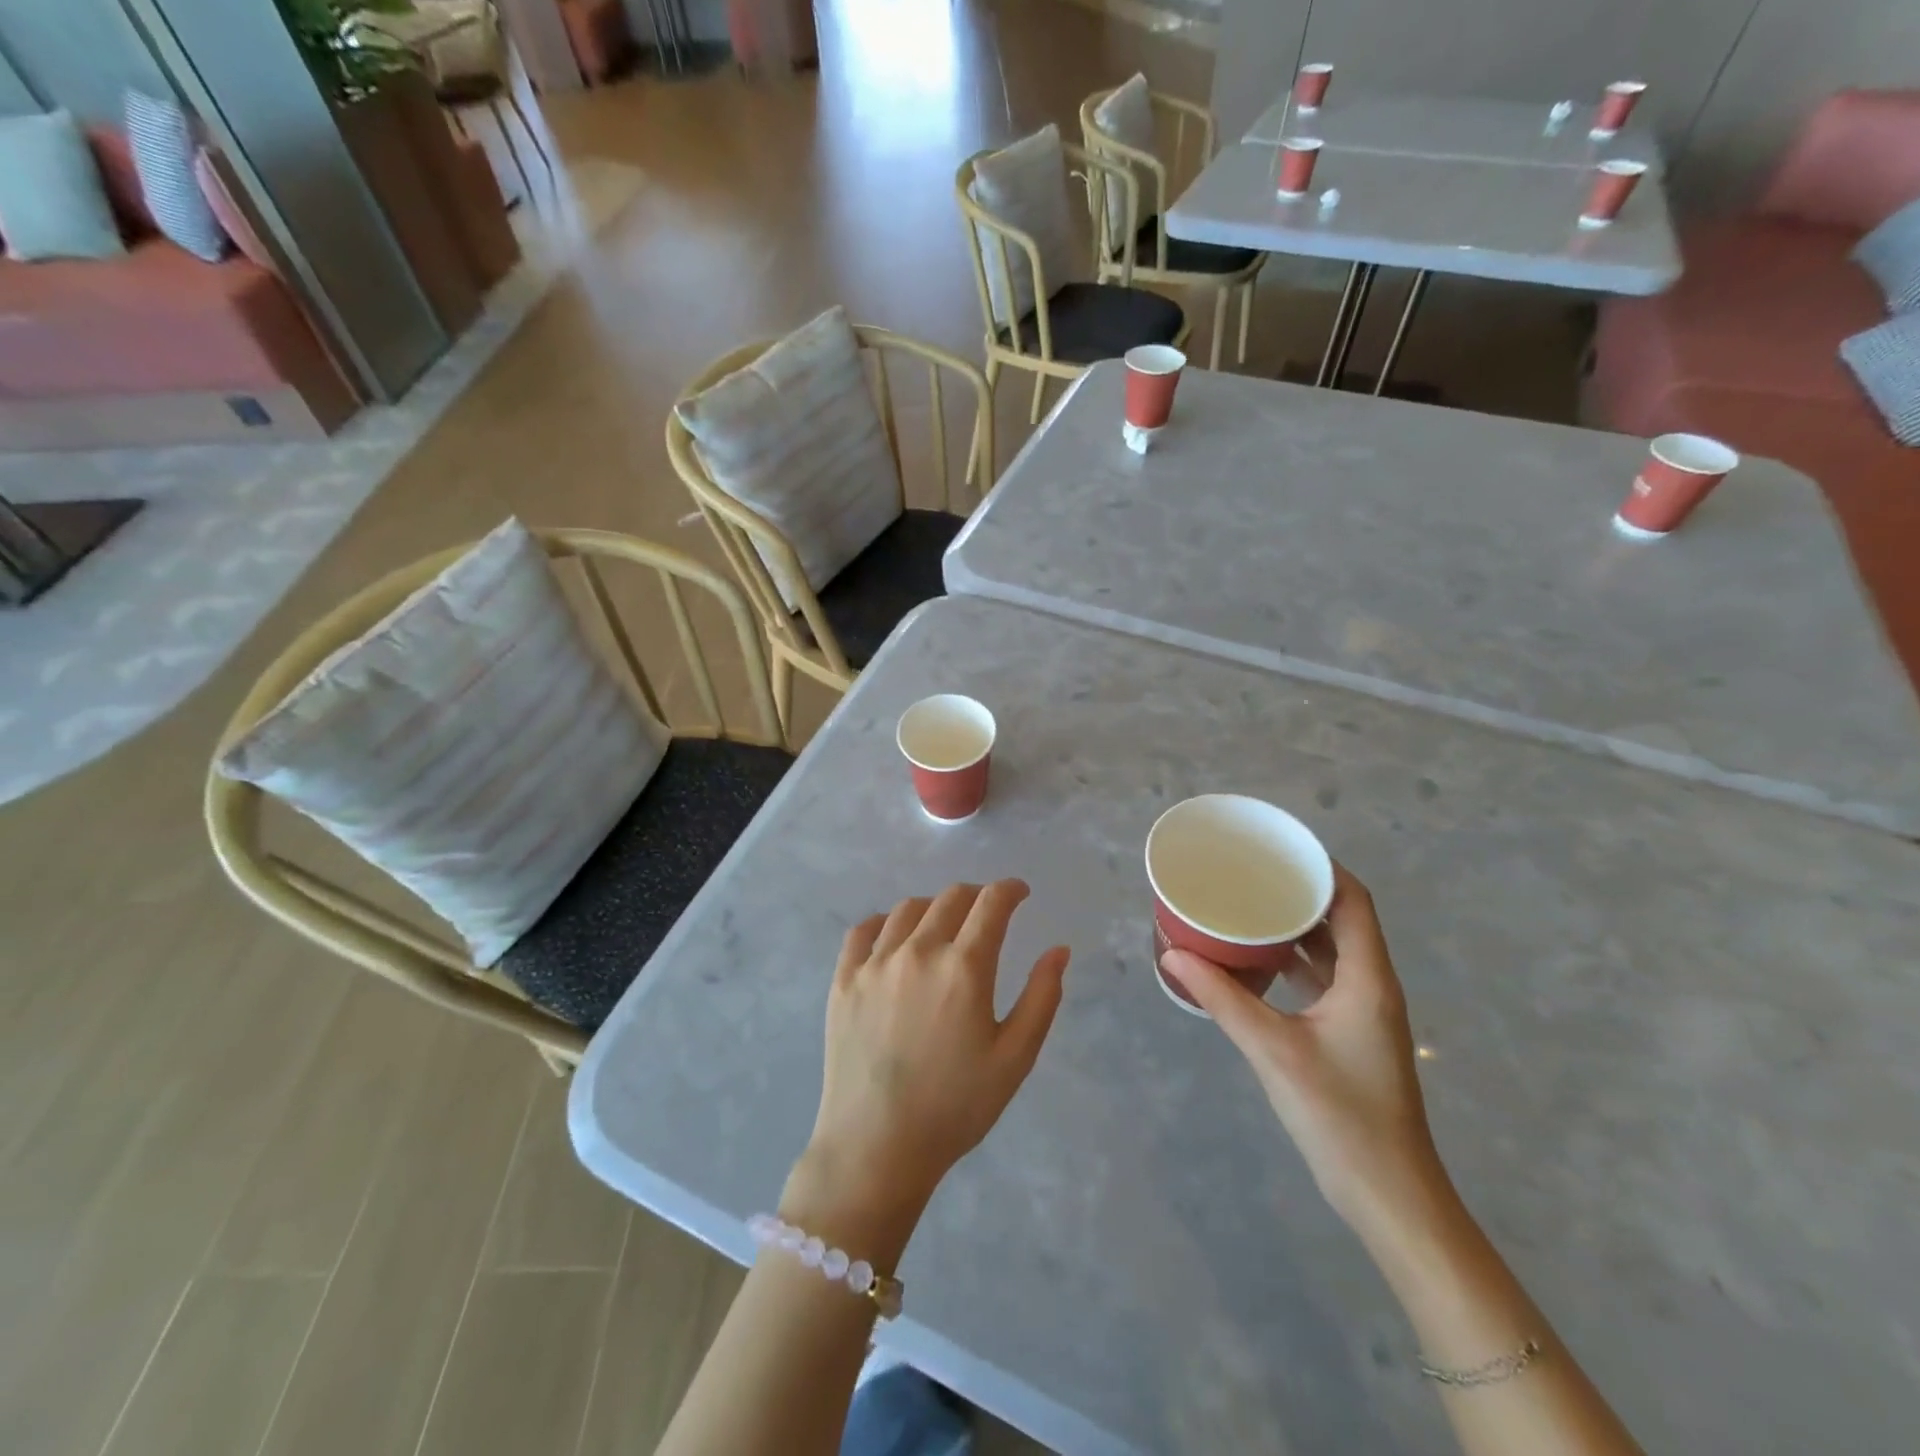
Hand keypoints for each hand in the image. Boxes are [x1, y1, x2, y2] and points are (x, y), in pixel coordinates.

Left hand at [785, 881, 1069, 1254]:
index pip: (991, 904)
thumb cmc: (955, 1107)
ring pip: (908, 909)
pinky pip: (863, 931)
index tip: (1020, 892)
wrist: (876, 1146)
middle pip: (950, 899)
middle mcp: (918, 951)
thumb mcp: (1014, 1058)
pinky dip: (884, 922)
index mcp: (964, 967)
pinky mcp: (844, 980)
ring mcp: (875, 963)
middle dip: (976, 895)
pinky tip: (893, 936)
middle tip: (987, 910)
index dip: (1010, 890)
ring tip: (943, 923)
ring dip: (934, 907)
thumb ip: (1042, 997)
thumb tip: (1058, 949)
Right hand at [1161, 863, 1447, 1239]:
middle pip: (1341, 918)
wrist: (1389, 1195)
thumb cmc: (1341, 1115)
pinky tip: (1253, 960)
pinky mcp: (1349, 1032)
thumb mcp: (1273, 1050)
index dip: (1320, 867)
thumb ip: (1222, 999)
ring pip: (1330, 949)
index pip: (1353, 900)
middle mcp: (1371, 985)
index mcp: (1367, 978)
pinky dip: (1291, 960)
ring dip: (1294, 926)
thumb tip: (1171, 954)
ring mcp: (1362, 1011)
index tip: (1276, 848)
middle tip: (1248, 872)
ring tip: (1245, 904)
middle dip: (1298, 891)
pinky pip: (1321, 977)